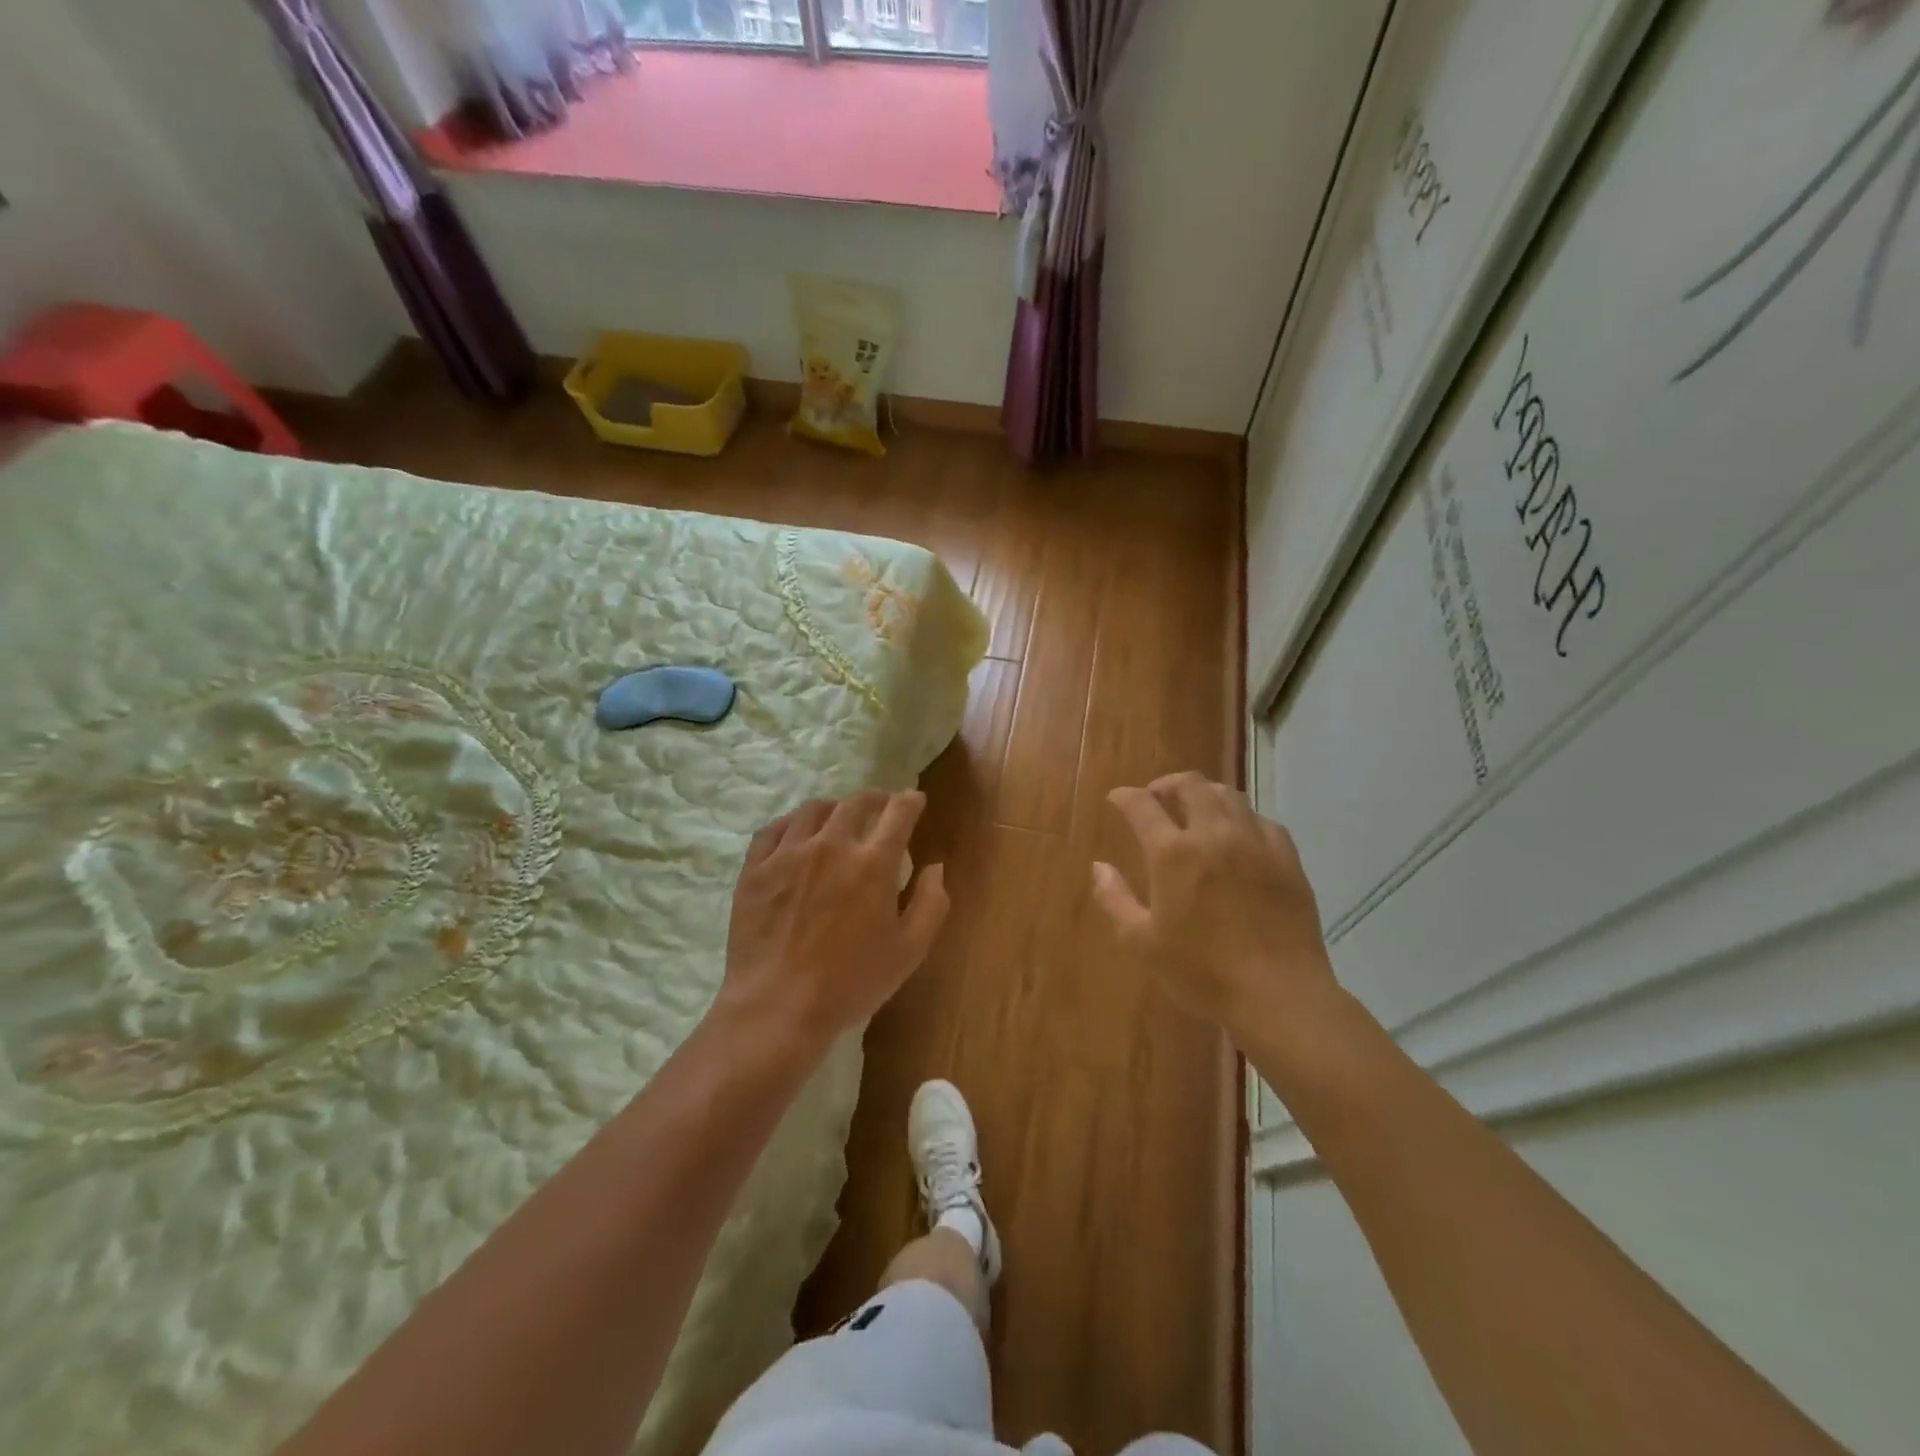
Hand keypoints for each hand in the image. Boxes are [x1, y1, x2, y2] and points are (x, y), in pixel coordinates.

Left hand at [719, 790, 948, 1053]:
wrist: (777, 1007)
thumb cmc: (850, 983)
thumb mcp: (909, 951)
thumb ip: (930, 904)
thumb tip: (934, 868)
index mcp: (873, 863)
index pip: (898, 812)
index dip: (910, 801)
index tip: (914, 800)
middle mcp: (831, 846)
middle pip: (855, 803)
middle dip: (874, 800)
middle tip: (879, 807)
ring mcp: (788, 854)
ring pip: (813, 810)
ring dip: (833, 809)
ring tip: (837, 819)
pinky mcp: (755, 868)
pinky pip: (774, 829)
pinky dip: (792, 824)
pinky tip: (796, 834)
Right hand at [1092, 772, 1338, 1041]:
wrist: (1278, 994)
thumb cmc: (1201, 971)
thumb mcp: (1142, 942)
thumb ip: (1114, 899)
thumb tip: (1098, 867)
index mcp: (1173, 853)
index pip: (1141, 805)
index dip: (1124, 796)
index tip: (1116, 798)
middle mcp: (1214, 835)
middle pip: (1190, 784)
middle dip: (1167, 784)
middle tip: (1157, 798)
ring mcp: (1255, 843)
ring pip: (1228, 794)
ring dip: (1205, 794)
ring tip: (1196, 811)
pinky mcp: (1287, 858)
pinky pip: (1262, 820)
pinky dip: (1242, 818)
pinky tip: (1238, 835)